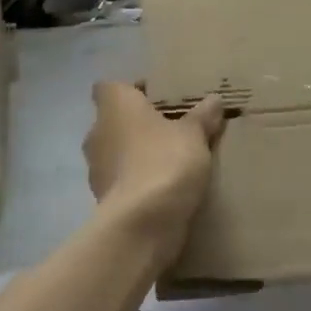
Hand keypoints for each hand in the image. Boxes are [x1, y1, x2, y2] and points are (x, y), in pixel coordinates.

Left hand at [83, 83, 225, 244]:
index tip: (158, 98)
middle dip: (139, 125)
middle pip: (115, 121)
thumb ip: (203, 116)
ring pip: (117, 152)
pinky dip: (138, 182)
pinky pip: (122, 182)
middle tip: (172, 129)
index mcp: (114, 107)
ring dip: (137, 155)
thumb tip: (214, 100)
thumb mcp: (194, 134)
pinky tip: (164, 189)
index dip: (132, 90)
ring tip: (171, 161)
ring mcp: (96, 169)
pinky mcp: (103, 199)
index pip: (110, 87)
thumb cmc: (165, 161)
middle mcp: (97, 133)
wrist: (142, 223)